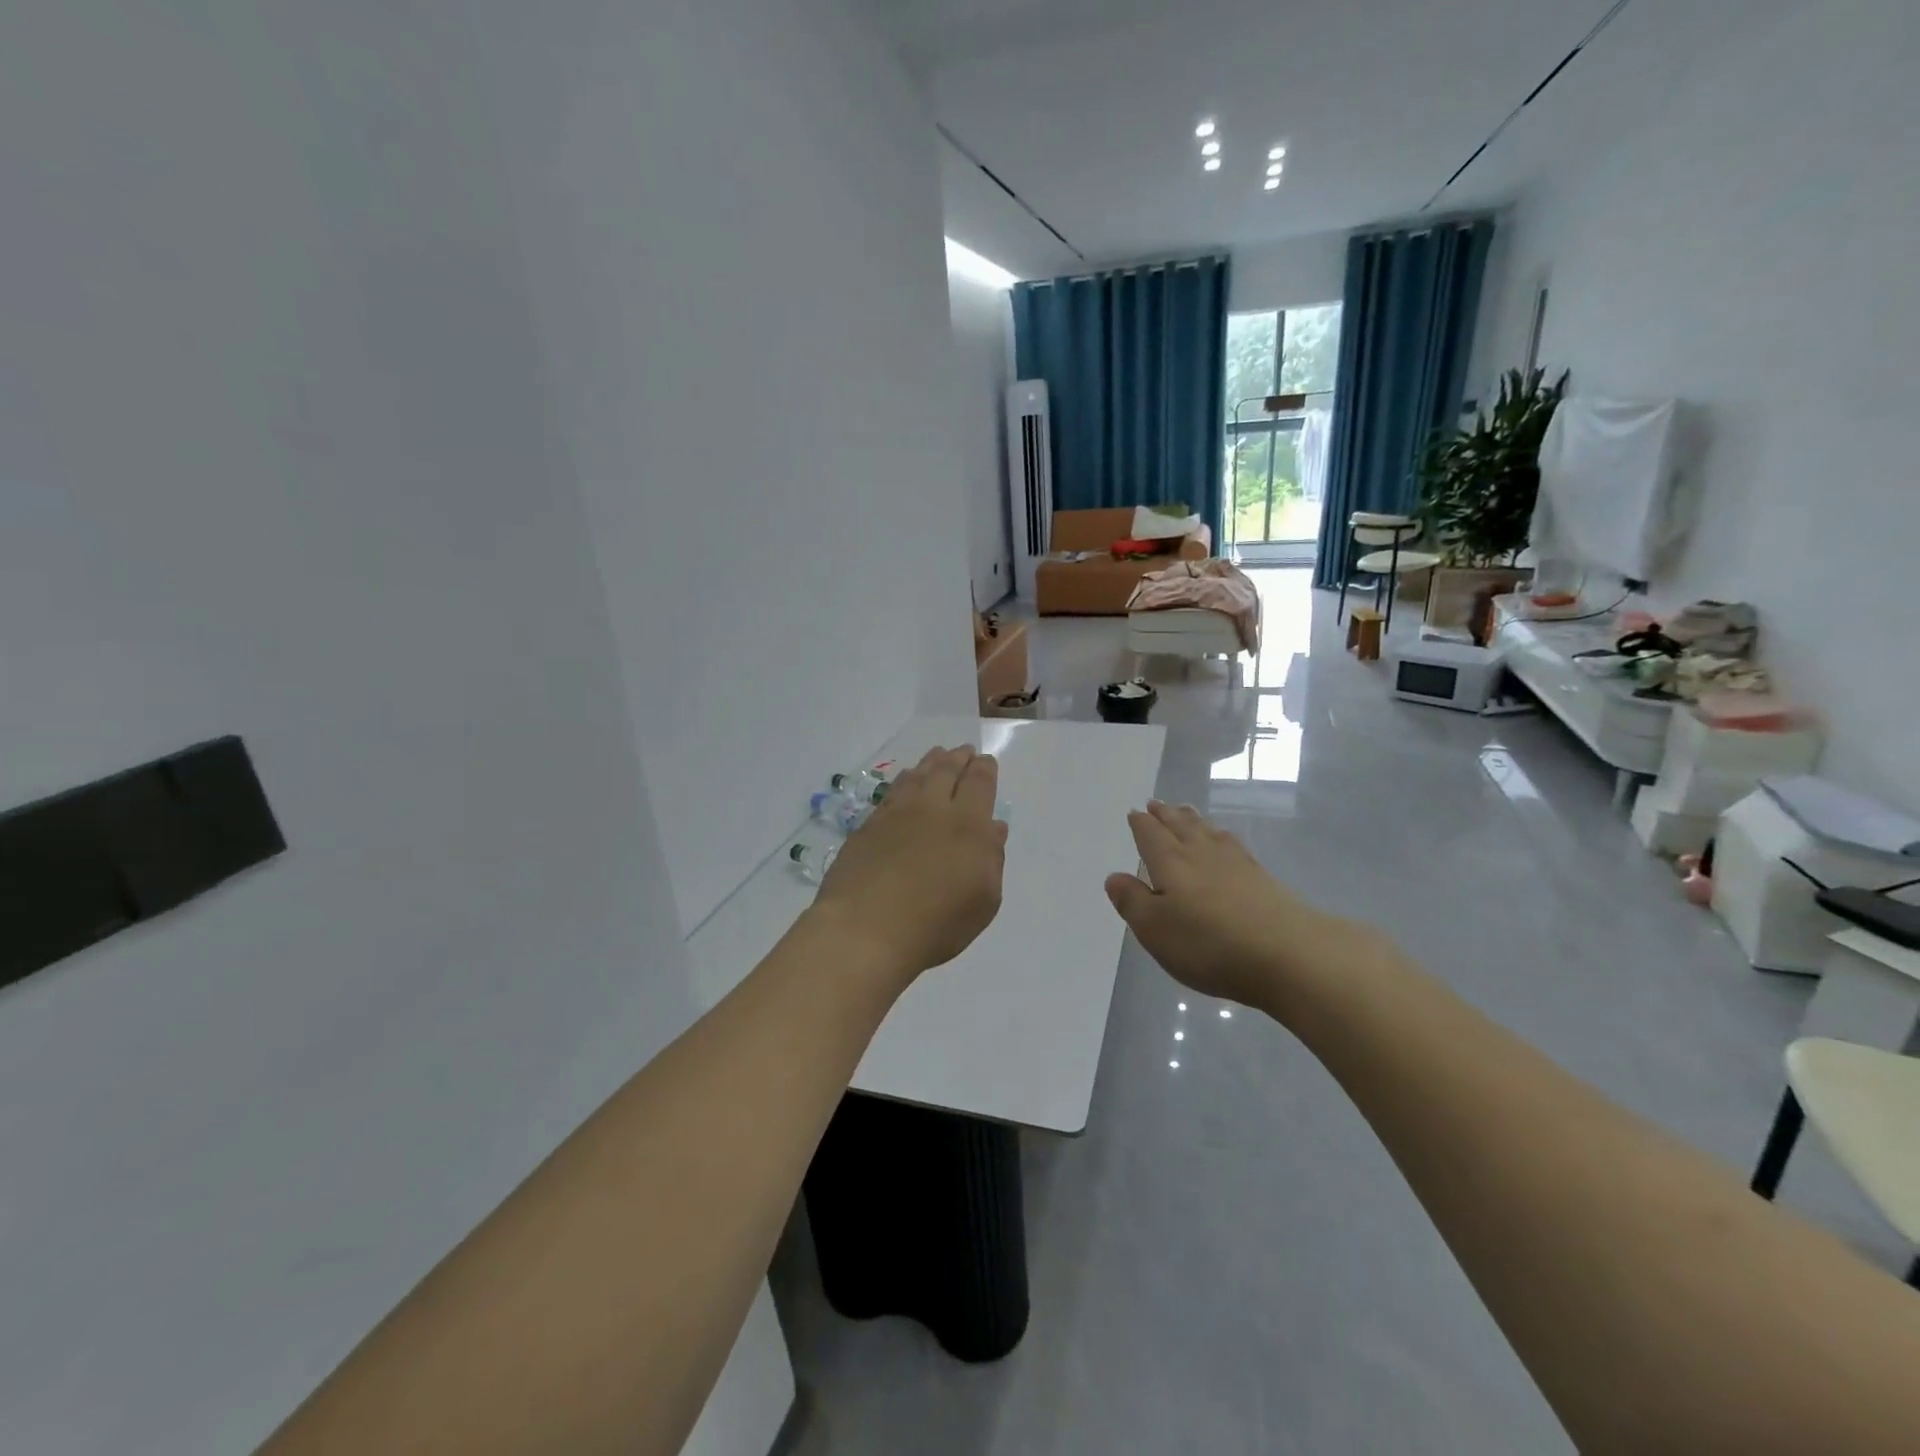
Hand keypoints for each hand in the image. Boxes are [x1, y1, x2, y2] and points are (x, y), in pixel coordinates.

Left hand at [811, 746, 1007, 981]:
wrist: (866, 929)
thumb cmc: (936, 923)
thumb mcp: (983, 900)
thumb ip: (992, 859)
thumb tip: (994, 827)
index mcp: (968, 824)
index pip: (979, 784)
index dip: (984, 769)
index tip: (985, 761)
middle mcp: (932, 809)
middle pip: (946, 771)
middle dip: (958, 758)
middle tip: (963, 751)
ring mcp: (896, 815)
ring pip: (917, 776)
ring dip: (930, 763)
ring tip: (937, 756)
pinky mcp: (868, 826)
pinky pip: (892, 792)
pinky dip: (904, 780)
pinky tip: (906, 782)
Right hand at [1104, 800, 1382, 1013]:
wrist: (1288, 955)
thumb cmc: (1209, 944)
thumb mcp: (1155, 929)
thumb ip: (1132, 901)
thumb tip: (1115, 876)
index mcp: (1171, 864)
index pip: (1151, 836)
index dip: (1141, 824)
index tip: (1135, 812)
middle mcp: (1201, 855)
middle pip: (1180, 827)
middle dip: (1166, 815)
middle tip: (1157, 803)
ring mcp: (1236, 865)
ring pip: (1208, 833)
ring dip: (1193, 821)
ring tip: (1186, 812)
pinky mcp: (1263, 880)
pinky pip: (1234, 847)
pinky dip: (1222, 838)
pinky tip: (1226, 841)